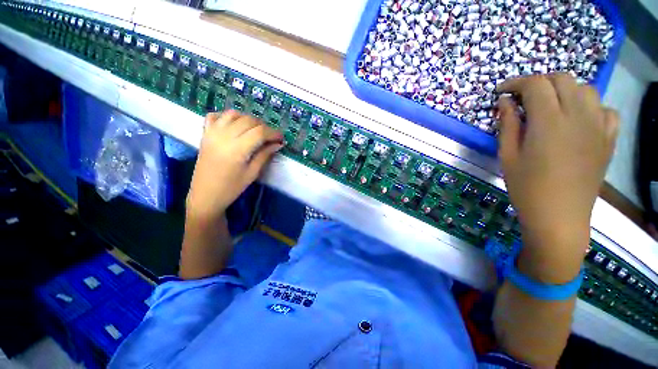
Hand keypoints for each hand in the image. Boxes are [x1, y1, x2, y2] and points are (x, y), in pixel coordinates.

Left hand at [186, 111, 282, 221]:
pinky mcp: (205, 134)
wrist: (205, 195)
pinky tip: (234, 125)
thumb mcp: (252, 173)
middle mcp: (224, 136)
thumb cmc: (232, 187)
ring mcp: (212, 133)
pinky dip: (226, 116)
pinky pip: (215, 116)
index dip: (273, 133)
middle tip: (270, 137)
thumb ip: (265, 155)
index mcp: (237, 149)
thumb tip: (277, 144)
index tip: (281, 138)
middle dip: (263, 126)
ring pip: (233, 114)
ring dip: (247, 119)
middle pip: (248, 120)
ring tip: (254, 130)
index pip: (260, 132)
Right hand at [496, 74, 618, 281]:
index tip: (501, 91)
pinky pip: (605, 109)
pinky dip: (590, 106)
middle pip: (562, 79)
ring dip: (564, 90)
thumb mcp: (507, 156)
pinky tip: (578, 119)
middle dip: (538, 82)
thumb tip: (505, 102)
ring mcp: (599, 126)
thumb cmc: (526, 187)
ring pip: (585, 89)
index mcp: (550, 122)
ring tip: (550, 106)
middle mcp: (579, 116)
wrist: (559, 216)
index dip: (515, 82)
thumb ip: (508, 124)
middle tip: (522, 98)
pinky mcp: (609, 138)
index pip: (535, 84)